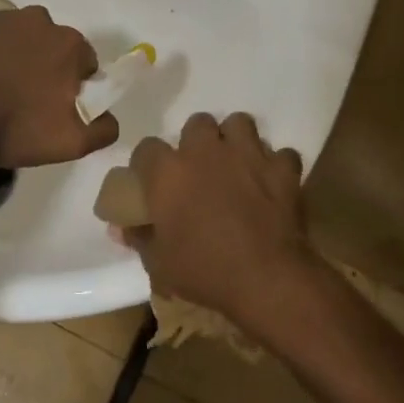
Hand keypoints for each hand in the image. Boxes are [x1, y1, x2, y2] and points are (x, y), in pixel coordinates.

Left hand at [0, 6, 117, 168]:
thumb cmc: (13, 128)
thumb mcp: (71, 143)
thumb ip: (103, 129)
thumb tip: (109, 117)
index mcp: (69, 43)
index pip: (85, 64)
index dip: (74, 88)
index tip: (56, 110)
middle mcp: (39, 21)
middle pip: (53, 48)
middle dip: (47, 71)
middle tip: (27, 105)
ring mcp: (0, 20)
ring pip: (22, 42)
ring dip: (18, 61)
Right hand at [125, 113, 323, 338]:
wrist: (266, 279)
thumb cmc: (204, 269)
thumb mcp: (159, 262)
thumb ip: (139, 237)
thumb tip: (121, 227)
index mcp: (168, 172)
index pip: (147, 148)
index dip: (149, 163)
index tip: (153, 180)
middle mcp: (206, 151)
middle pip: (197, 123)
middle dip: (197, 141)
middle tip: (200, 168)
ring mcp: (248, 155)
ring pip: (240, 123)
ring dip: (236, 140)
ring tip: (236, 163)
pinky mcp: (282, 169)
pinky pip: (280, 154)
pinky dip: (276, 166)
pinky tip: (272, 182)